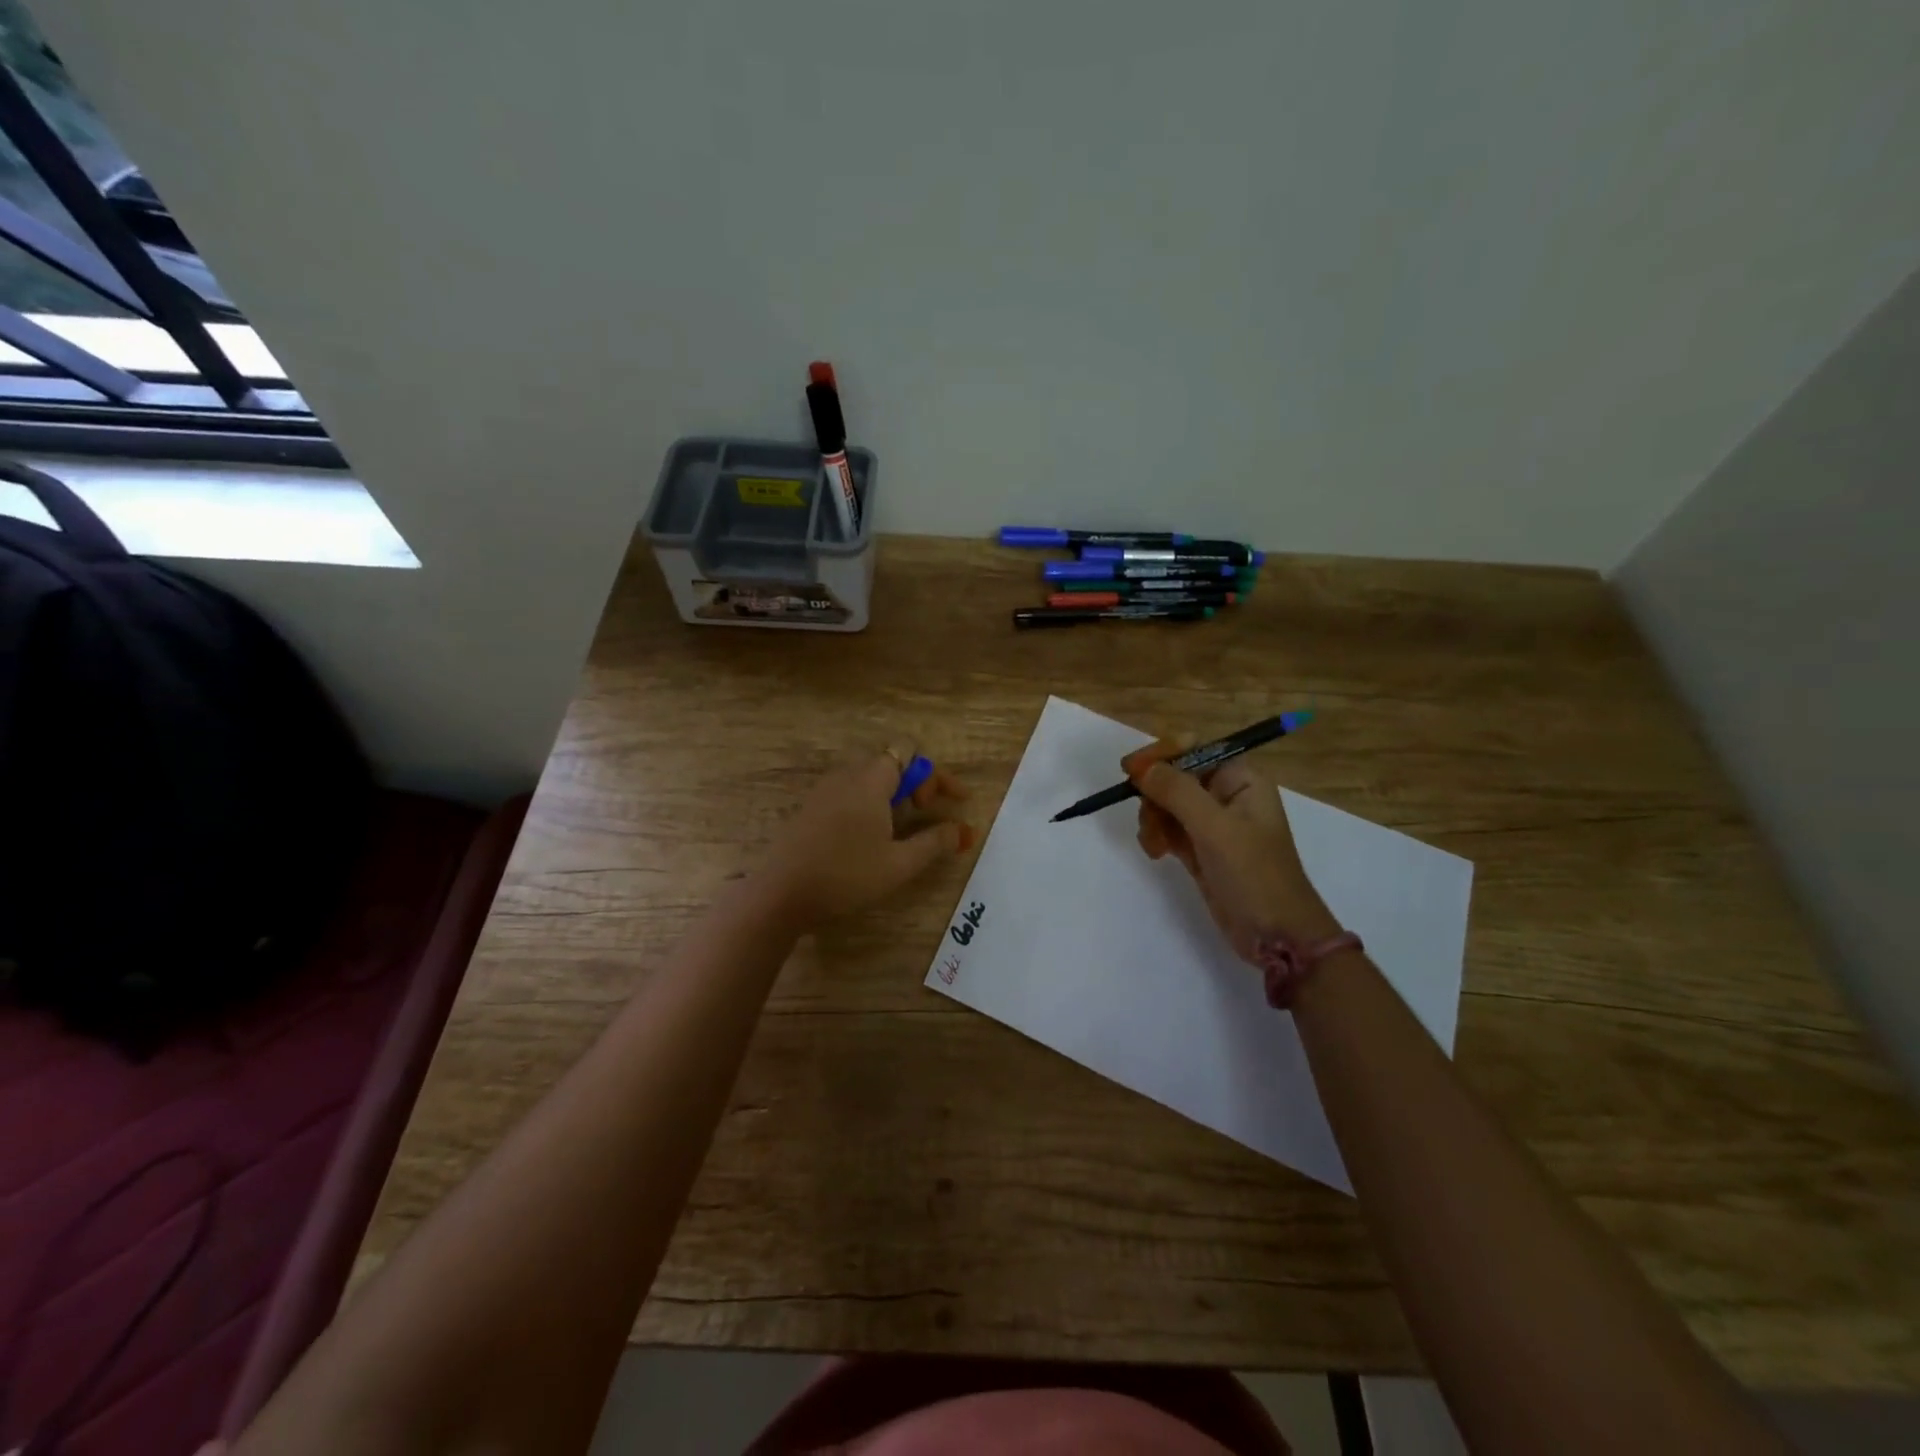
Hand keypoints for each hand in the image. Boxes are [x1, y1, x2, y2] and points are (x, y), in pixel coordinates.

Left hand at [754, 741, 972, 928]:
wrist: (781, 893)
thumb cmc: (846, 875)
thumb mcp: (899, 864)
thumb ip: (934, 843)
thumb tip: (961, 830)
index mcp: (871, 779)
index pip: (909, 751)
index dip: (934, 775)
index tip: (948, 804)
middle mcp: (847, 774)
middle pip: (889, 760)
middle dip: (915, 780)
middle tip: (925, 810)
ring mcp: (825, 788)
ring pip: (867, 775)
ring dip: (892, 791)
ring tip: (902, 823)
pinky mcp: (811, 806)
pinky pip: (849, 789)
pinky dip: (870, 800)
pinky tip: (870, 833)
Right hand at [1127, 740, 1340, 962]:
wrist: (1277, 935)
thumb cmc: (1254, 874)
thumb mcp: (1215, 828)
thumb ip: (1177, 792)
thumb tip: (1141, 767)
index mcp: (1241, 779)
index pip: (1194, 748)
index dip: (1162, 754)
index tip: (1131, 770)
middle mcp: (1226, 795)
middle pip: (1175, 775)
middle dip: (1155, 794)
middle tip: (1146, 816)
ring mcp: (1213, 824)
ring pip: (1167, 803)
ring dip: (1153, 819)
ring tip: (1154, 845)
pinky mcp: (1201, 849)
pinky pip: (1168, 828)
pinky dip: (1157, 836)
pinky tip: (1156, 854)